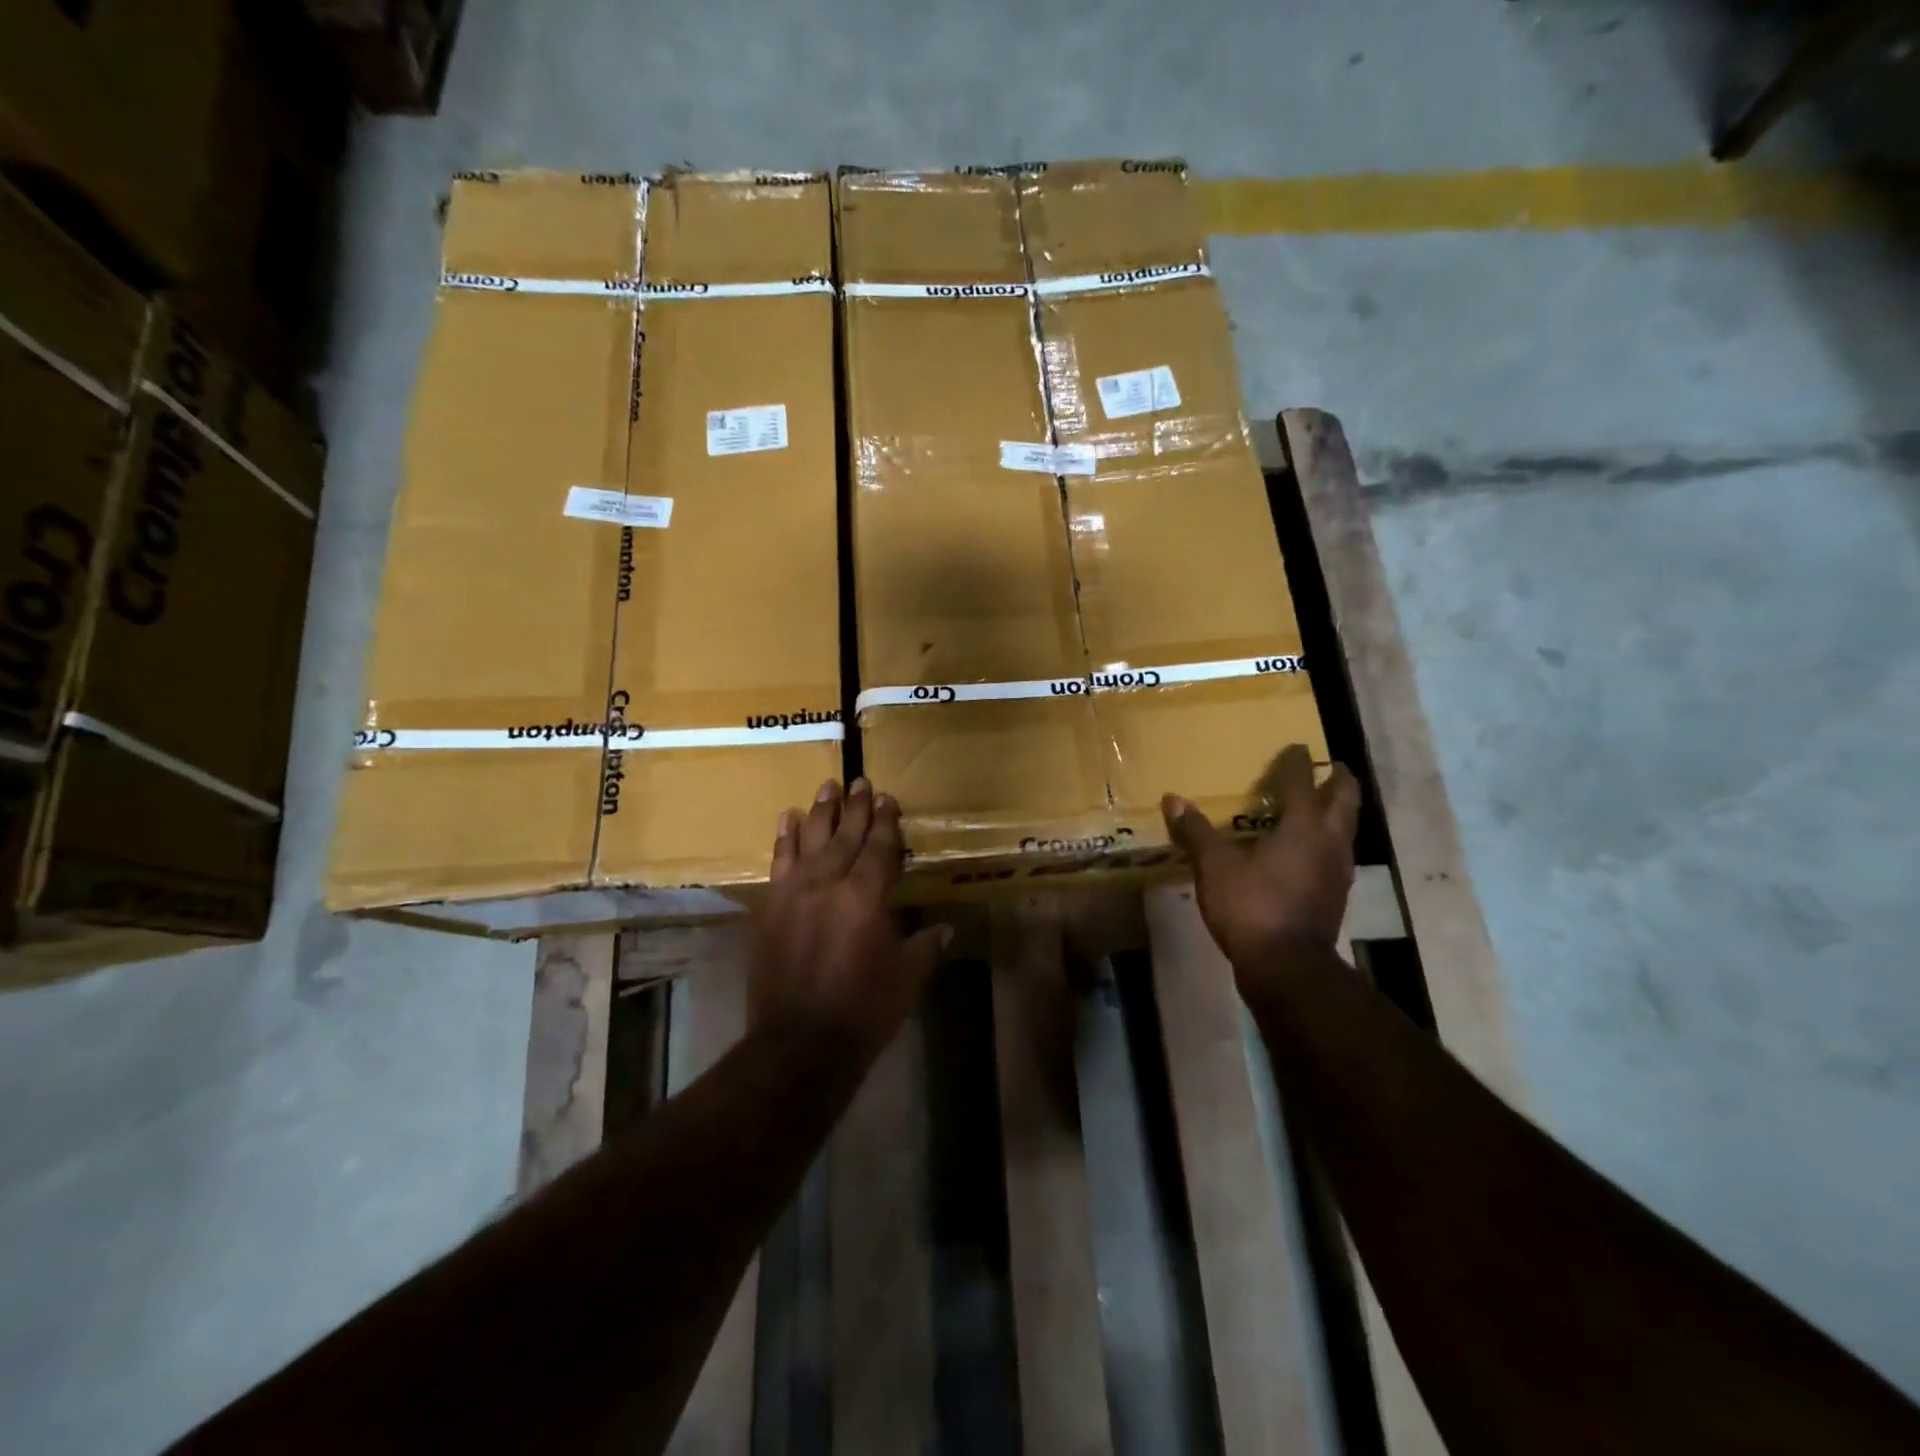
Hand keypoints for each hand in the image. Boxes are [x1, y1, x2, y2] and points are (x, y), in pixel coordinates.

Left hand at [753, 778, 948, 1060]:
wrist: (799, 1044)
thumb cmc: (863, 1010)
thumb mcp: (907, 977)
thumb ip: (926, 945)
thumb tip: (946, 926)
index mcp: (866, 896)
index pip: (879, 847)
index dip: (885, 821)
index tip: (887, 798)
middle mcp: (828, 884)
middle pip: (845, 836)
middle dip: (856, 807)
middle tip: (860, 780)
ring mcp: (794, 893)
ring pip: (810, 841)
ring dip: (820, 812)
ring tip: (828, 786)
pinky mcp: (770, 908)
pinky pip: (778, 863)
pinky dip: (785, 839)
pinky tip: (788, 819)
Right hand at [1162, 746, 1361, 972]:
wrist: (1287, 967)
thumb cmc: (1252, 906)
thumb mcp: (1215, 867)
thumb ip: (1196, 832)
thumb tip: (1173, 799)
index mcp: (1304, 827)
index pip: (1302, 783)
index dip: (1297, 763)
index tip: (1295, 747)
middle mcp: (1329, 842)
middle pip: (1345, 801)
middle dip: (1339, 781)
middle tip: (1330, 767)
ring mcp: (1338, 871)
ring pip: (1346, 829)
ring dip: (1337, 812)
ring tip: (1321, 805)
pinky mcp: (1335, 895)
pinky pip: (1336, 855)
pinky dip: (1327, 842)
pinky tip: (1309, 851)